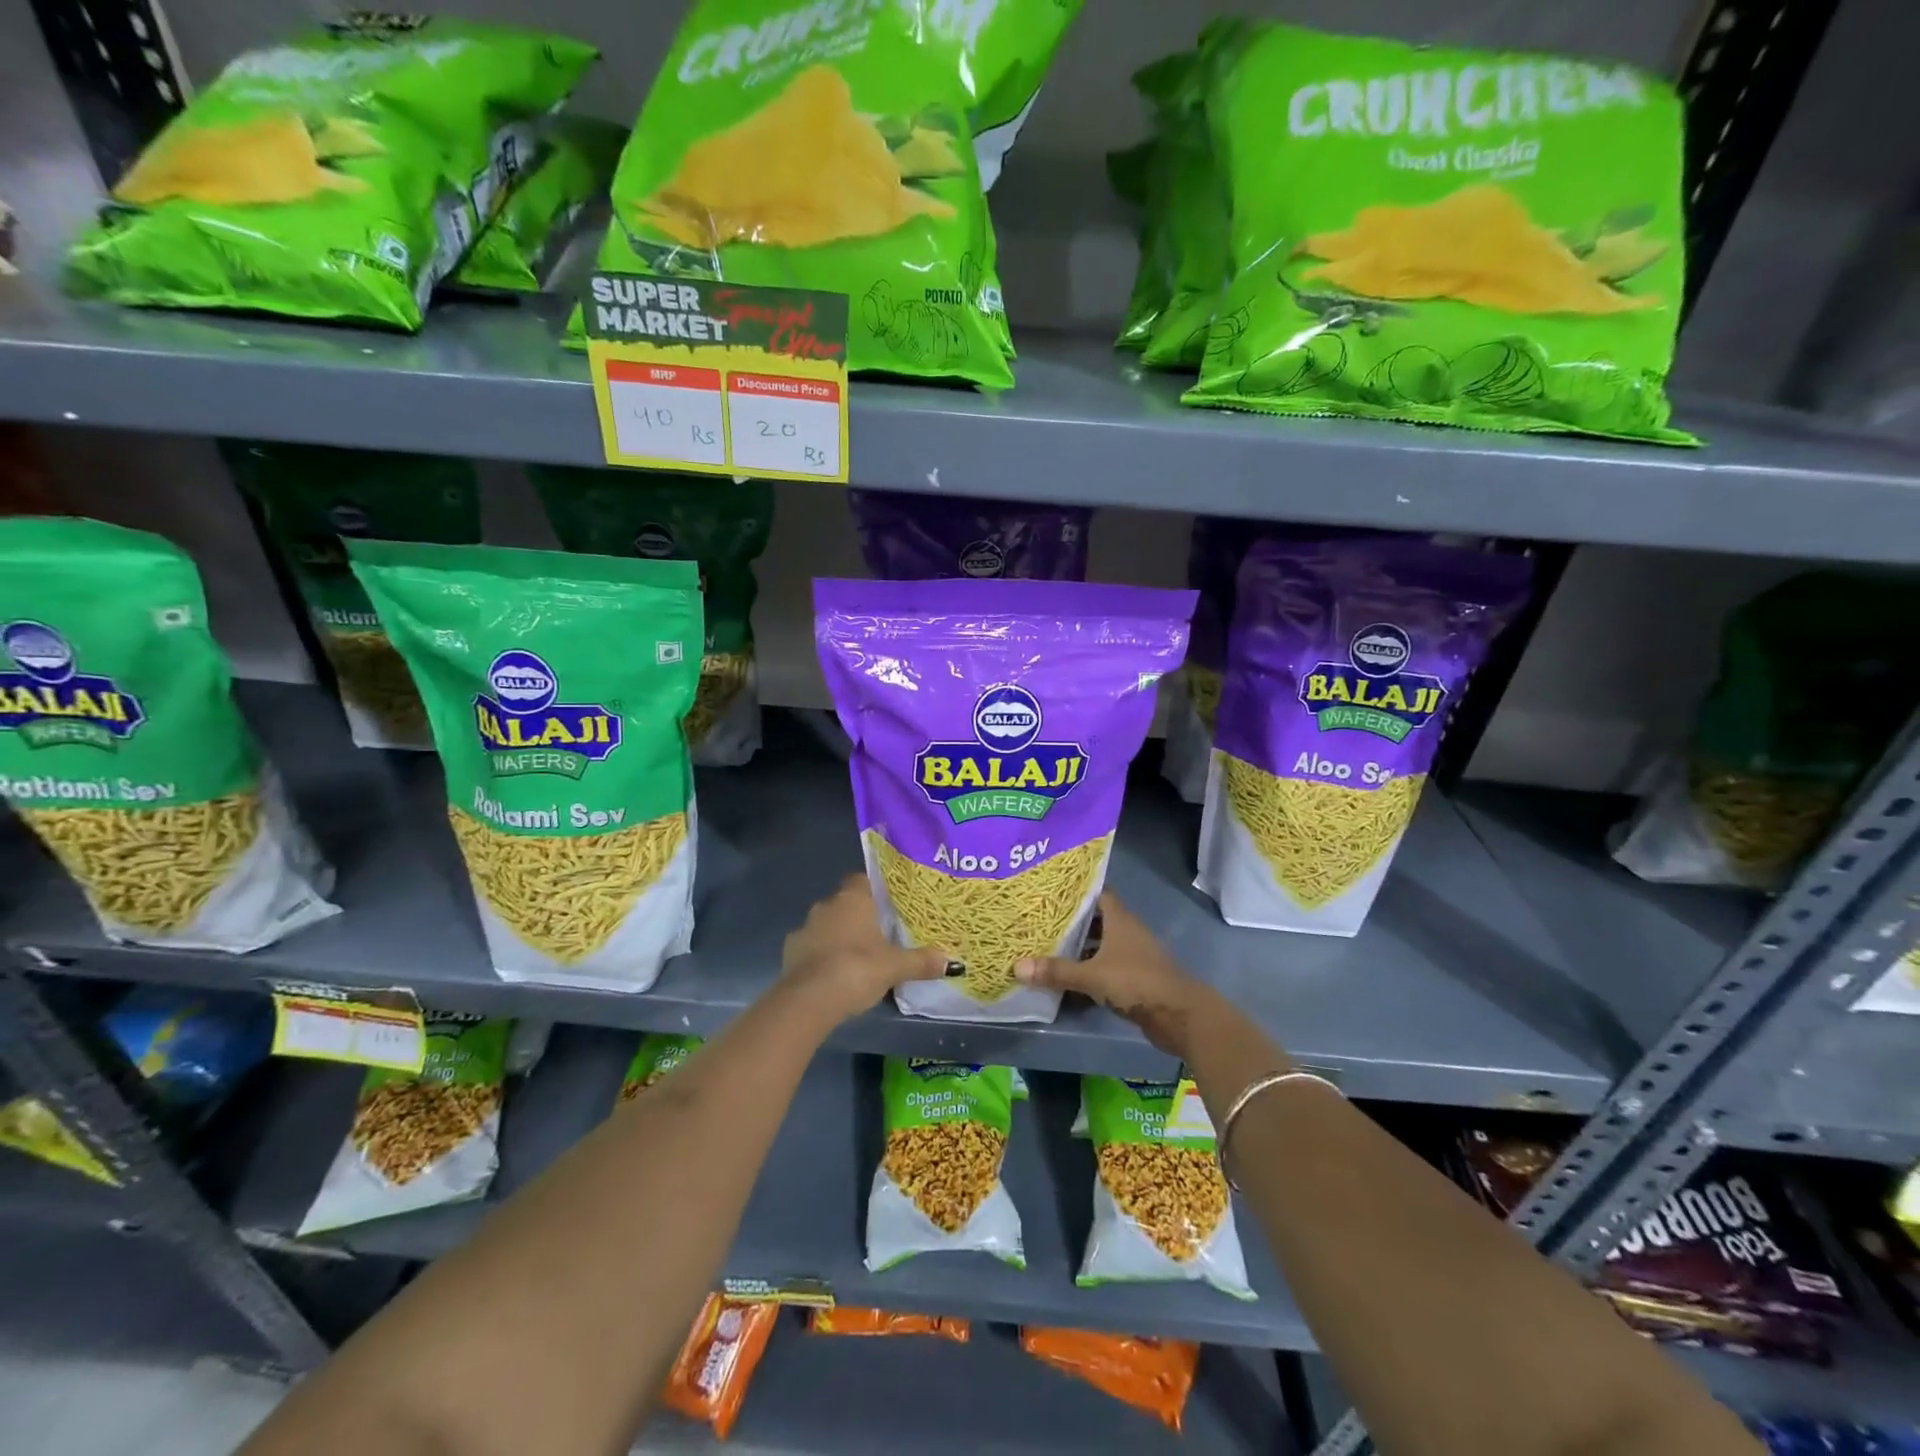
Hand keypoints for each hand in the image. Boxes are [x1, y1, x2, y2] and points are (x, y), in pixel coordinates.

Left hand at [782, 874, 948, 1022]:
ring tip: (857, 957)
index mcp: (853, 899)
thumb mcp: (896, 967)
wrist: (809, 999)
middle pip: (846, 902)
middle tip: (879, 933)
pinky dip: (820, 955)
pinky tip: (833, 973)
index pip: (863, 880)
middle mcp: (826, 905)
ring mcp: (805, 927)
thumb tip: (954, 962)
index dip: (875, 890)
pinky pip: (810, 946)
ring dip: (838, 935)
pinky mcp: (790, 951)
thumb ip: (922, 962)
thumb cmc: (857, 969)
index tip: (889, 905)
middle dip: (859, 915)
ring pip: (827, 924)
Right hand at [1015, 895, 1207, 1056]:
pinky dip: (1090, 971)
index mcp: (1120, 919)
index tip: (1051, 891)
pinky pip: (1107, 968)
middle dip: (1072, 921)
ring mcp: (1134, 956)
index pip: (1098, 894)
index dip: (1077, 892)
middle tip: (1040, 920)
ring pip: (1102, 946)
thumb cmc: (1137, 982)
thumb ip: (1057, 971)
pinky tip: (1069, 979)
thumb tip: (1016, 967)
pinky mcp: (1136, 979)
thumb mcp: (1092, 976)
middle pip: (1097, 920)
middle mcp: (1128, 932)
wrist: (1180, 1016)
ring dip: (1081, 948)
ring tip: (1048, 947)